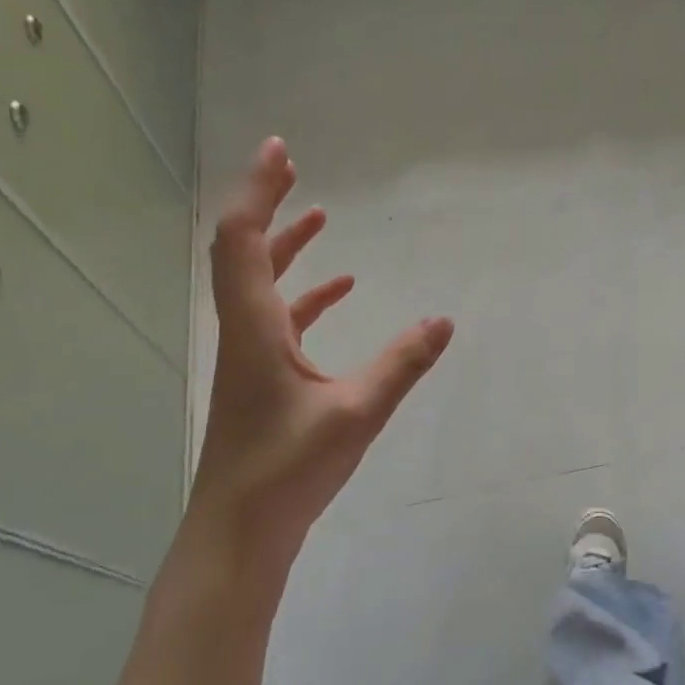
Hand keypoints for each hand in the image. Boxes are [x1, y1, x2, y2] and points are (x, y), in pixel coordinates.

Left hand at [192, 137, 453, 543]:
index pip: (243, 240)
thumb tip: (444, 320)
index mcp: (255, 327)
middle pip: (244, 250)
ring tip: (320, 215)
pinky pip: (280, 317)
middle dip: (268, 204)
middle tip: (292, 166)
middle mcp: (244, 331)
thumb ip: (402, 364)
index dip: (258, 191)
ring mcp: (250, 355)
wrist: (240, 532)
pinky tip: (341, 291)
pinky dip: (306, 293)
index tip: (280, 151)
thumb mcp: (356, 412)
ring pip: (260, 282)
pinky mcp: (261, 377)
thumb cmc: (288, 470)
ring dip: (286, 245)